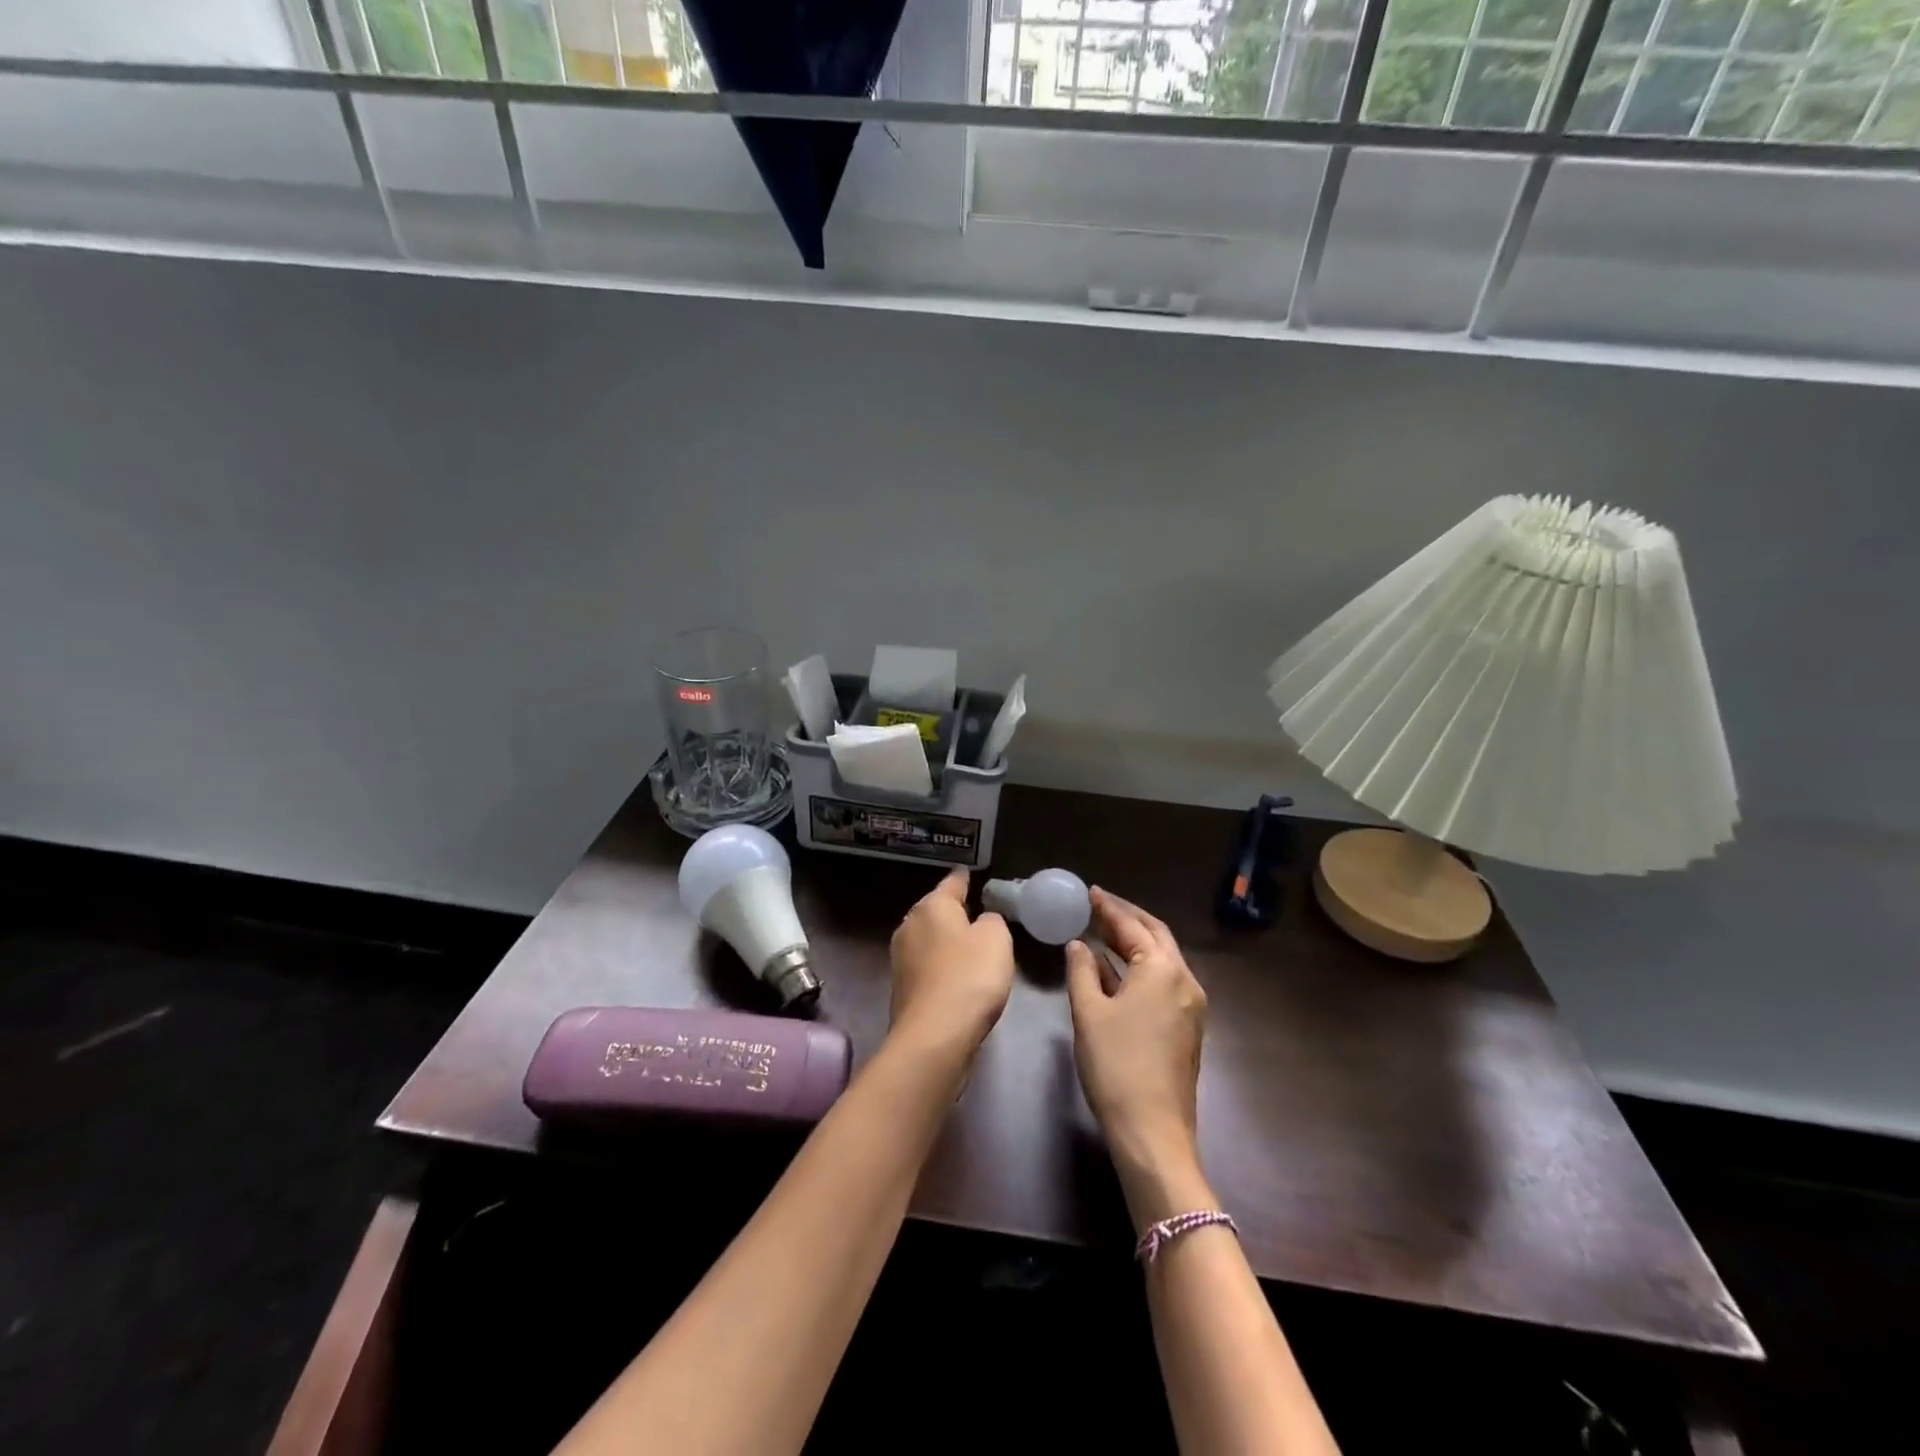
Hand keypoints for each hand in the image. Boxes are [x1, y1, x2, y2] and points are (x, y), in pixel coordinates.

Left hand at [888, 868, 1014, 1061]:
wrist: (933, 1036)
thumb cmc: (969, 977)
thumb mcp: (997, 938)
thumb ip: (992, 921)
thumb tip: (981, 923)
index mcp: (932, 906)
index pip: (952, 883)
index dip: (964, 878)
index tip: (970, 873)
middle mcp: (910, 925)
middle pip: (936, 911)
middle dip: (953, 912)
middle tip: (976, 913)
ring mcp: (901, 958)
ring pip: (929, 939)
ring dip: (947, 941)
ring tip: (970, 947)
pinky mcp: (902, 988)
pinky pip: (928, 966)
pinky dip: (942, 967)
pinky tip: (957, 977)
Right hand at [1065, 888, 1214, 1227]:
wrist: (1153, 1131)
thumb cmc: (1116, 1065)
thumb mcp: (1088, 1012)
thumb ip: (1081, 971)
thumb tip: (1079, 945)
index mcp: (1162, 970)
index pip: (1133, 927)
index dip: (1109, 908)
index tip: (1090, 892)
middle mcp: (1185, 980)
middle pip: (1156, 937)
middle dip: (1128, 919)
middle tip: (1099, 906)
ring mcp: (1191, 1006)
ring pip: (1162, 960)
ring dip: (1135, 943)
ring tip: (1103, 932)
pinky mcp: (1188, 1027)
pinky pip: (1164, 982)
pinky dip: (1140, 968)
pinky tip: (1115, 972)